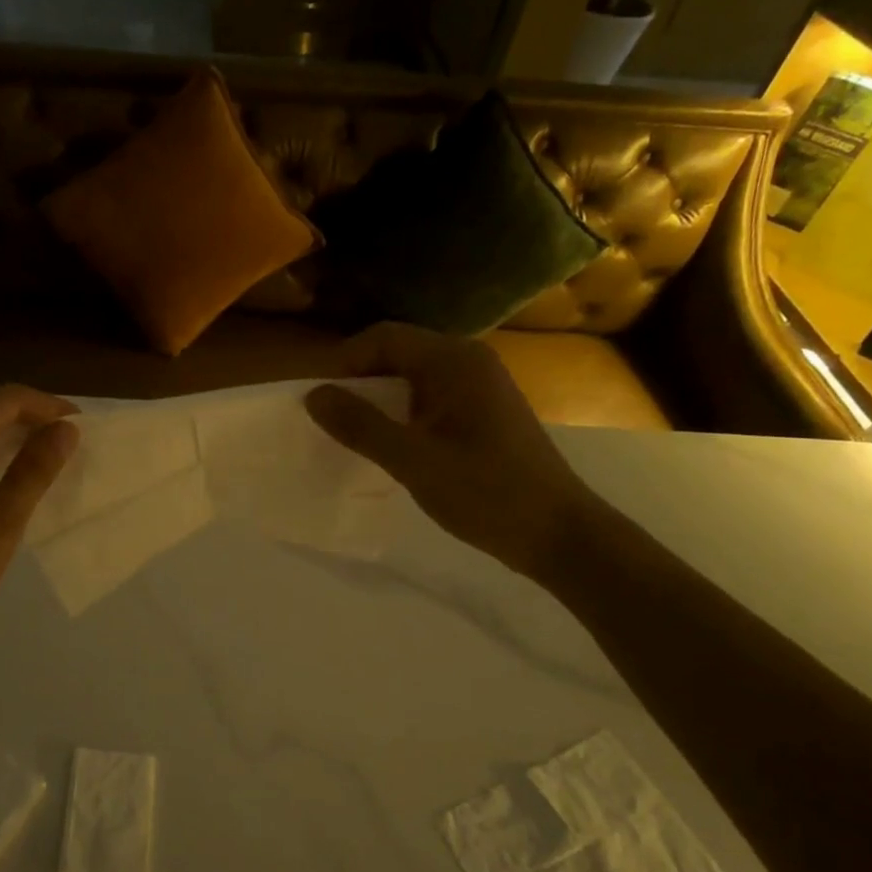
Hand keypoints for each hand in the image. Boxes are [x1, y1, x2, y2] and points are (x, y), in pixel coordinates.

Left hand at [0, 386, 78, 665]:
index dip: (48, 407)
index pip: (7, 400)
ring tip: (43, 460)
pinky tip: (2, 478)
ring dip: (5, 437)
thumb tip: (66, 429)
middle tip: (68, 444)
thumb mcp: (1, 523)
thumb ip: (34, 470)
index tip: (82, 426)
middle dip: (29, 420)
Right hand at [305, 323, 599, 580]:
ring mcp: (479, 387)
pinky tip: (391, 446)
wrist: (558, 534)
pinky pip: (429, 399)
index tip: (320, 401)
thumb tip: (314, 395)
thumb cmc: (486, 492)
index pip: (383, 337)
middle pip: (397, 353)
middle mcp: (468, 361)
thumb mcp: (413, 460)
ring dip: (379, 400)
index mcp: (454, 360)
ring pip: (411, 378)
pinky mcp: (483, 412)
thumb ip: (360, 425)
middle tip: (331, 420)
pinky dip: (402, 414)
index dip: (344, 362)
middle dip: (359, 381)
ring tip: (353, 435)